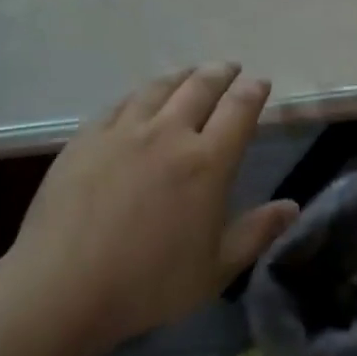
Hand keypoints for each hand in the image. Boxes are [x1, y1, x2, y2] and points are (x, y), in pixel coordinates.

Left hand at [8, 64, 297, 350]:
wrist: (62, 287)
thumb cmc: (148, 284)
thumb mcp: (216, 268)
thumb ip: (257, 232)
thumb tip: (293, 206)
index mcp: (207, 162)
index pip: (239, 109)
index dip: (253, 91)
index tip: (260, 83)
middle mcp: (169, 134)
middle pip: (200, 87)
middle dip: (220, 73)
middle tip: (229, 68)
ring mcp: (124, 132)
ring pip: (159, 88)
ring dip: (181, 76)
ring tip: (190, 73)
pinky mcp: (87, 138)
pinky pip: (121, 104)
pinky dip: (141, 94)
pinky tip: (140, 98)